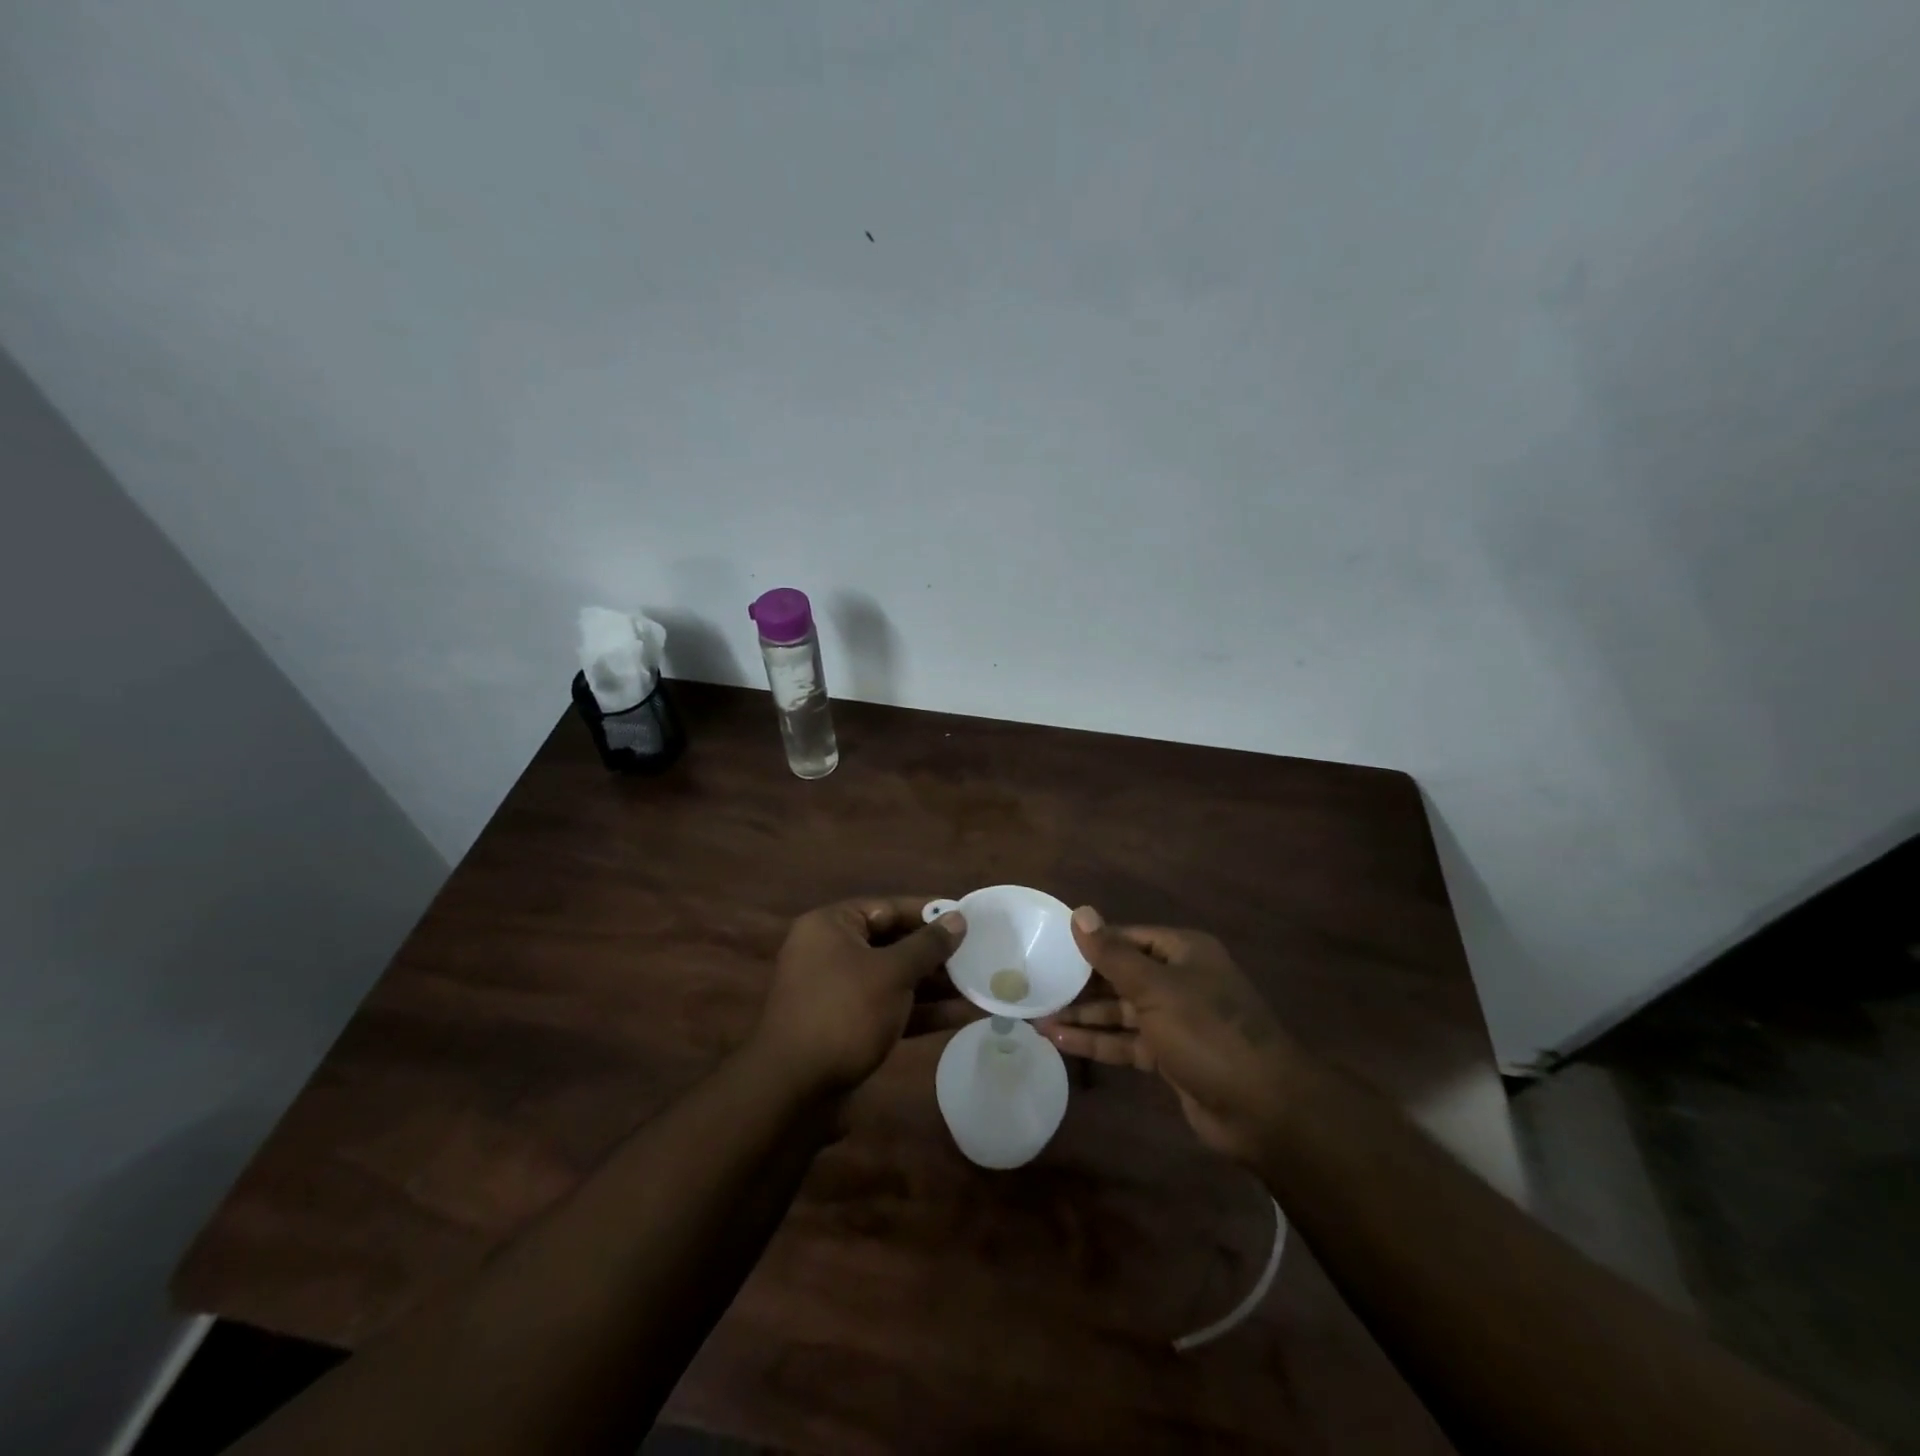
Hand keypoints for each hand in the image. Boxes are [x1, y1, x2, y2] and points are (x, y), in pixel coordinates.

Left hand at [750, 897, 968, 1094]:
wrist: (794, 1092)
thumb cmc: (843, 1013)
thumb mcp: (891, 973)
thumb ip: (927, 945)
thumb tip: (958, 919)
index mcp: (831, 926)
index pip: (888, 908)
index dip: (929, 912)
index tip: (968, 918)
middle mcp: (831, 952)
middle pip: (892, 943)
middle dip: (936, 953)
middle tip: (978, 954)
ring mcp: (838, 992)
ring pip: (894, 979)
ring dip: (934, 984)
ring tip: (979, 985)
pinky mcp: (847, 1027)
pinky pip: (889, 1009)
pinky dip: (920, 1011)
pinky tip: (960, 1015)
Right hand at [1036, 906, 1298, 1163]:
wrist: (1263, 1110)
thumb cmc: (1209, 1033)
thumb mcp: (1156, 989)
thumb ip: (1112, 954)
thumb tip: (1079, 912)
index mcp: (1183, 952)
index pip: (1127, 937)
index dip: (1090, 942)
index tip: (1049, 946)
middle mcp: (1179, 980)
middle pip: (1121, 974)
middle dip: (1081, 983)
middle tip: (1035, 984)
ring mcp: (1175, 1020)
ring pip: (1120, 1011)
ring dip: (1082, 1014)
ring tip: (1036, 1016)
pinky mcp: (1169, 1056)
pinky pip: (1126, 1041)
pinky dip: (1096, 1041)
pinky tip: (1059, 1040)